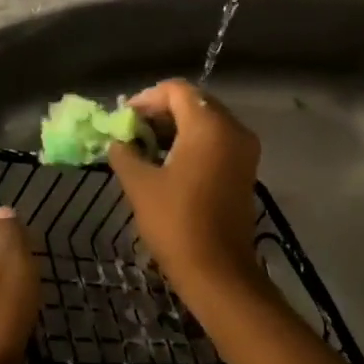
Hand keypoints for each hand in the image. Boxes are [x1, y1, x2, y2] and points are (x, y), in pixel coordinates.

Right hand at [108, 80, 266, 307]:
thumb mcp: (139, 183)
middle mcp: (233, 129)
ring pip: (206, 121)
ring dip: (175, 128)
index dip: (146, 98)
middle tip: (132, 131)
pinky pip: (217, 140)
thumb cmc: (176, 223)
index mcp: (209, 125)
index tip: (124, 119)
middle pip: (193, 102)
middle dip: (160, 112)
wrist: (219, 273)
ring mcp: (244, 150)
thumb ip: (125, 152)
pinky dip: (192, 142)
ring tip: (145, 147)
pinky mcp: (245, 170)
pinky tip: (167, 162)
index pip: (176, 90)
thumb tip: (118, 141)